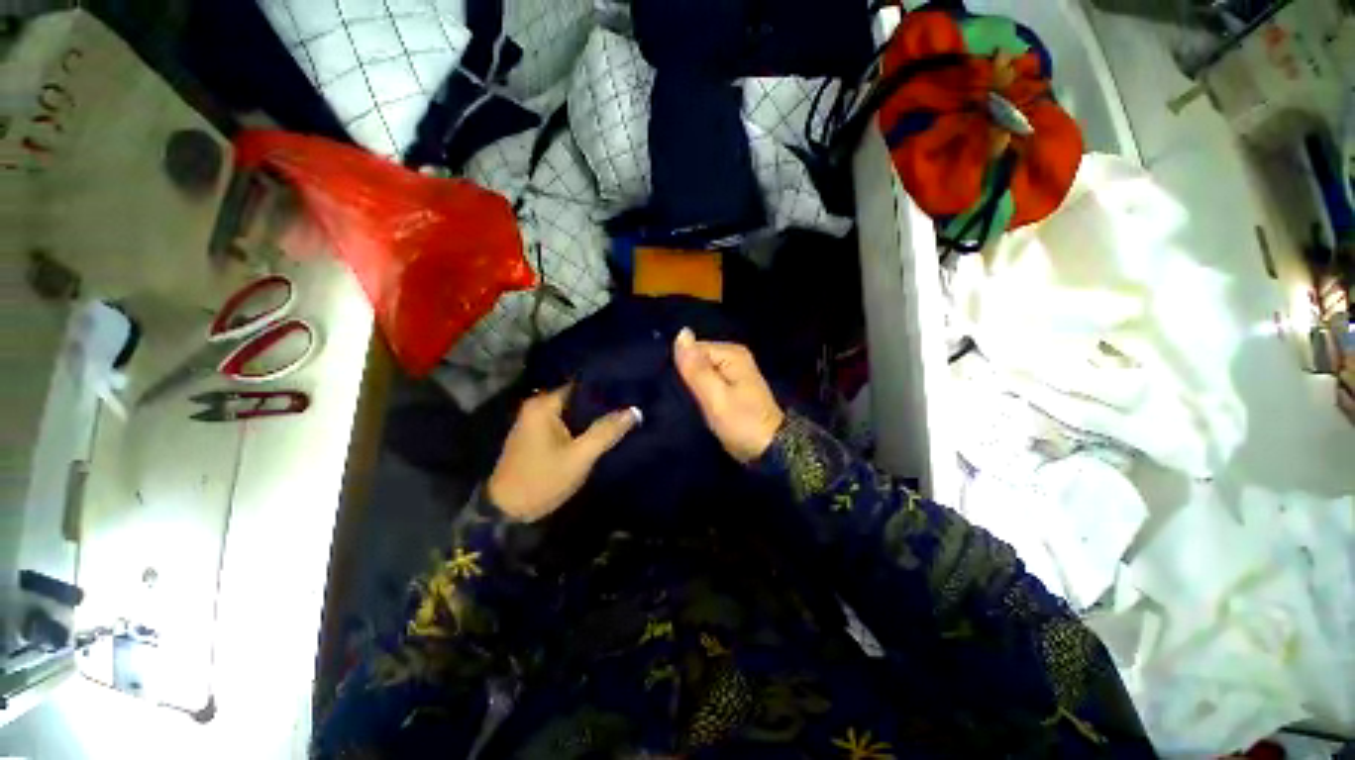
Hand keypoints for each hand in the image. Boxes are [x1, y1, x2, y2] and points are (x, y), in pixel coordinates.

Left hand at [488, 386, 640, 521]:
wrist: (507, 511)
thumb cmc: (542, 480)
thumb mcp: (579, 457)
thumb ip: (606, 432)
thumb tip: (634, 411)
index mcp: (543, 405)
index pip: (582, 385)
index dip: (606, 388)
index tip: (629, 390)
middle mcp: (537, 407)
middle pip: (577, 398)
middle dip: (601, 403)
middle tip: (630, 404)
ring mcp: (535, 421)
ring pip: (572, 411)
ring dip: (592, 416)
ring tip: (621, 415)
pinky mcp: (537, 435)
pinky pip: (565, 422)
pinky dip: (581, 425)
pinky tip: (600, 429)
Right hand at [674, 328, 784, 463]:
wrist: (770, 450)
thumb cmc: (742, 422)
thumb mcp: (715, 396)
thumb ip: (696, 367)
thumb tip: (681, 333)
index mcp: (732, 353)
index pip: (693, 350)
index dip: (682, 368)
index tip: (678, 390)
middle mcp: (734, 357)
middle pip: (698, 360)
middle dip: (687, 378)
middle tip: (682, 399)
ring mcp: (735, 373)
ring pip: (702, 373)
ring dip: (693, 387)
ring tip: (687, 403)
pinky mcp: (733, 388)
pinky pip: (709, 383)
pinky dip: (702, 393)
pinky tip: (696, 405)